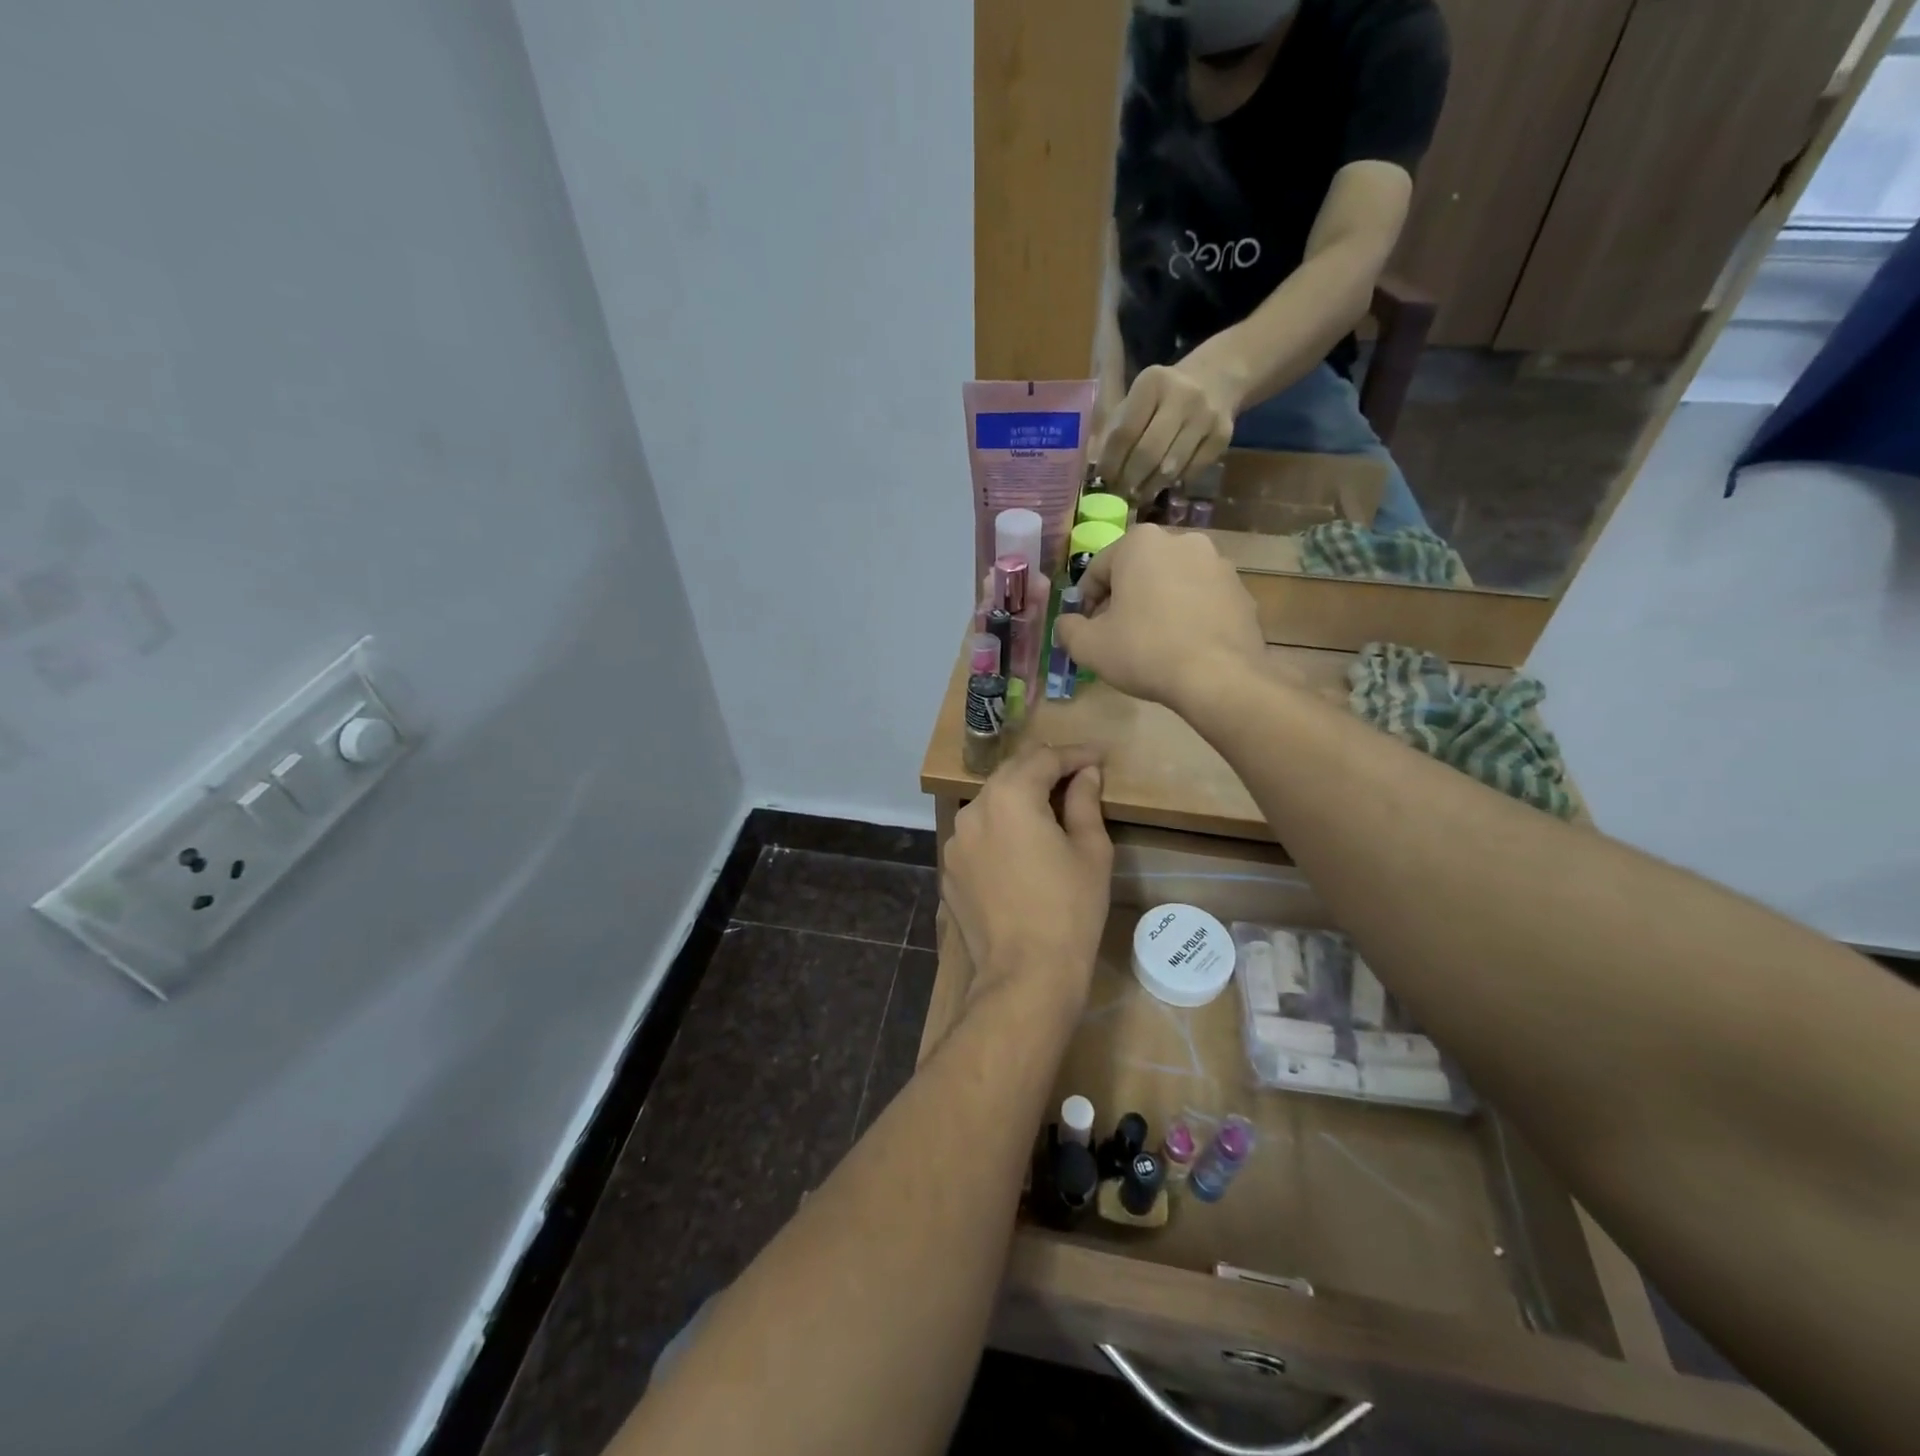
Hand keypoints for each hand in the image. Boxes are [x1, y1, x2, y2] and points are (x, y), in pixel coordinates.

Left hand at [943, 745, 1111, 1018]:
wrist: (1025, 974)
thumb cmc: (1069, 909)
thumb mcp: (1090, 850)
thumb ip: (1085, 802)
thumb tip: (1086, 774)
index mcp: (1010, 797)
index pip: (1044, 759)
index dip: (1075, 755)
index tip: (1098, 757)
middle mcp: (974, 809)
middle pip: (1011, 774)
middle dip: (1044, 770)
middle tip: (1076, 775)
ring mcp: (955, 841)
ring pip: (991, 804)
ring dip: (1019, 799)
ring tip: (1049, 810)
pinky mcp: (950, 869)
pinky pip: (978, 836)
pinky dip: (1000, 830)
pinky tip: (1020, 848)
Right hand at [1054, 526, 1264, 711]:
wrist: (1219, 678)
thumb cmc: (1145, 652)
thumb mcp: (1089, 646)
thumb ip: (1068, 628)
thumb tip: (1067, 623)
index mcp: (1141, 543)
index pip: (1099, 569)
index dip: (1086, 601)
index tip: (1086, 628)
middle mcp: (1182, 541)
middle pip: (1138, 571)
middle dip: (1125, 598)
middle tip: (1117, 634)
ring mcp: (1218, 564)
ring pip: (1173, 582)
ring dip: (1158, 604)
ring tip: (1152, 642)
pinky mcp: (1241, 591)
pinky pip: (1202, 599)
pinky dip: (1188, 614)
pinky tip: (1182, 645)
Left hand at [1096, 360, 1238, 499]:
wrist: (1217, 379)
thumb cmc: (1162, 397)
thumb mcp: (1136, 401)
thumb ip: (1114, 432)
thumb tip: (1094, 473)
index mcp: (1152, 383)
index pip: (1125, 432)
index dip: (1111, 463)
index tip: (1102, 483)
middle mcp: (1182, 396)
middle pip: (1148, 453)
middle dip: (1130, 481)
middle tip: (1119, 496)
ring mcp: (1206, 416)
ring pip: (1171, 467)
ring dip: (1150, 488)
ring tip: (1137, 496)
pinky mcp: (1224, 435)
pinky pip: (1192, 471)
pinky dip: (1174, 483)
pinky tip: (1163, 484)